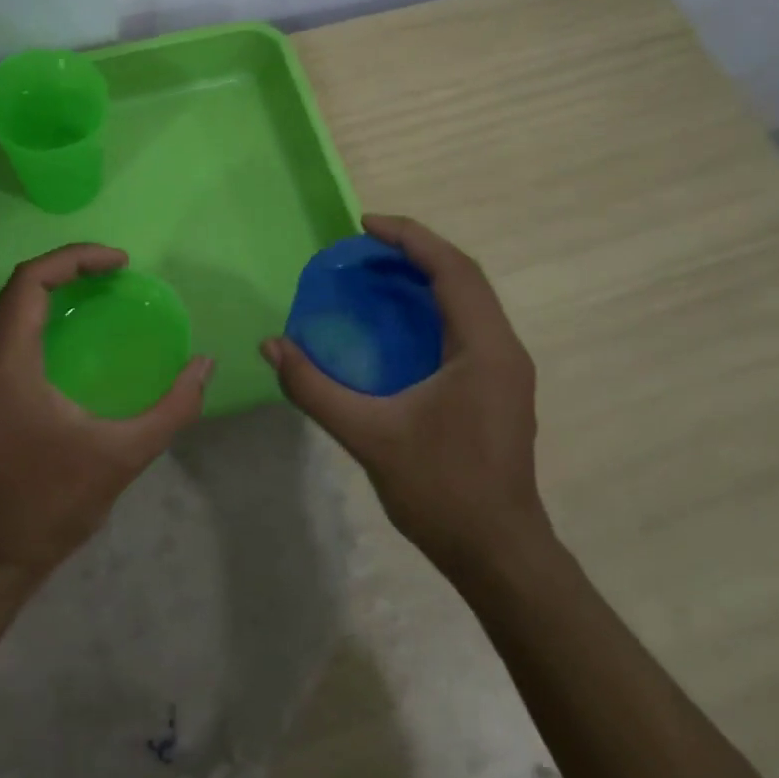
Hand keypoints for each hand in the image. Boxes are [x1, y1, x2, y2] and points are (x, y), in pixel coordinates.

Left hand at [0, 244, 213, 580]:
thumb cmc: (51, 504)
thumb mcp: (123, 456)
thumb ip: (173, 408)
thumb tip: (204, 365)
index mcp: (4, 364)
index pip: (31, 281)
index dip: (76, 258)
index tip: (120, 263)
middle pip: (16, 289)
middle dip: (67, 271)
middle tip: (116, 276)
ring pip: (5, 312)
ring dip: (49, 294)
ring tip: (98, 297)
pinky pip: (0, 336)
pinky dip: (35, 321)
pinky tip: (70, 340)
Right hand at [262, 215, 545, 577]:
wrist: (498, 551)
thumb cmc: (441, 490)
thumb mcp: (369, 435)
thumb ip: (315, 388)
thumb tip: (272, 346)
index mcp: (484, 348)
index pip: (452, 270)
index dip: (409, 238)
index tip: (364, 225)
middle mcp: (504, 348)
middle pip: (465, 277)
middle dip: (416, 252)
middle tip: (365, 248)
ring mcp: (506, 370)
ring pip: (470, 302)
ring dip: (428, 279)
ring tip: (378, 275)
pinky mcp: (499, 388)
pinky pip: (468, 327)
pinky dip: (434, 309)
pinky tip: (399, 325)